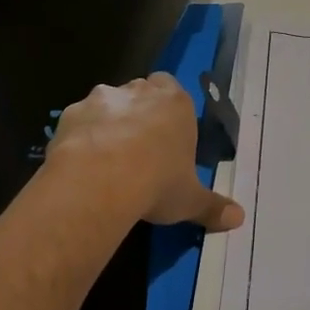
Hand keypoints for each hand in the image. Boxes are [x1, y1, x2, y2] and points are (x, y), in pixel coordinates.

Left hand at [46, 74, 244, 231]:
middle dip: (140, 112)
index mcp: (176, 103)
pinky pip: (79, 121)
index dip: (169, 110)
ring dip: (108, 122)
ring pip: (107, 103)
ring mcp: (102, 99)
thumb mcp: (190, 200)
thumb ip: (213, 207)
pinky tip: (81, 164)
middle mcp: (139, 92)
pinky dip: (81, 136)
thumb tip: (239, 219)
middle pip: (141, 92)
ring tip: (107, 158)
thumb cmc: (156, 183)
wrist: (99, 182)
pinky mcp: (70, 114)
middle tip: (140, 147)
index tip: (168, 135)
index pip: (174, 89)